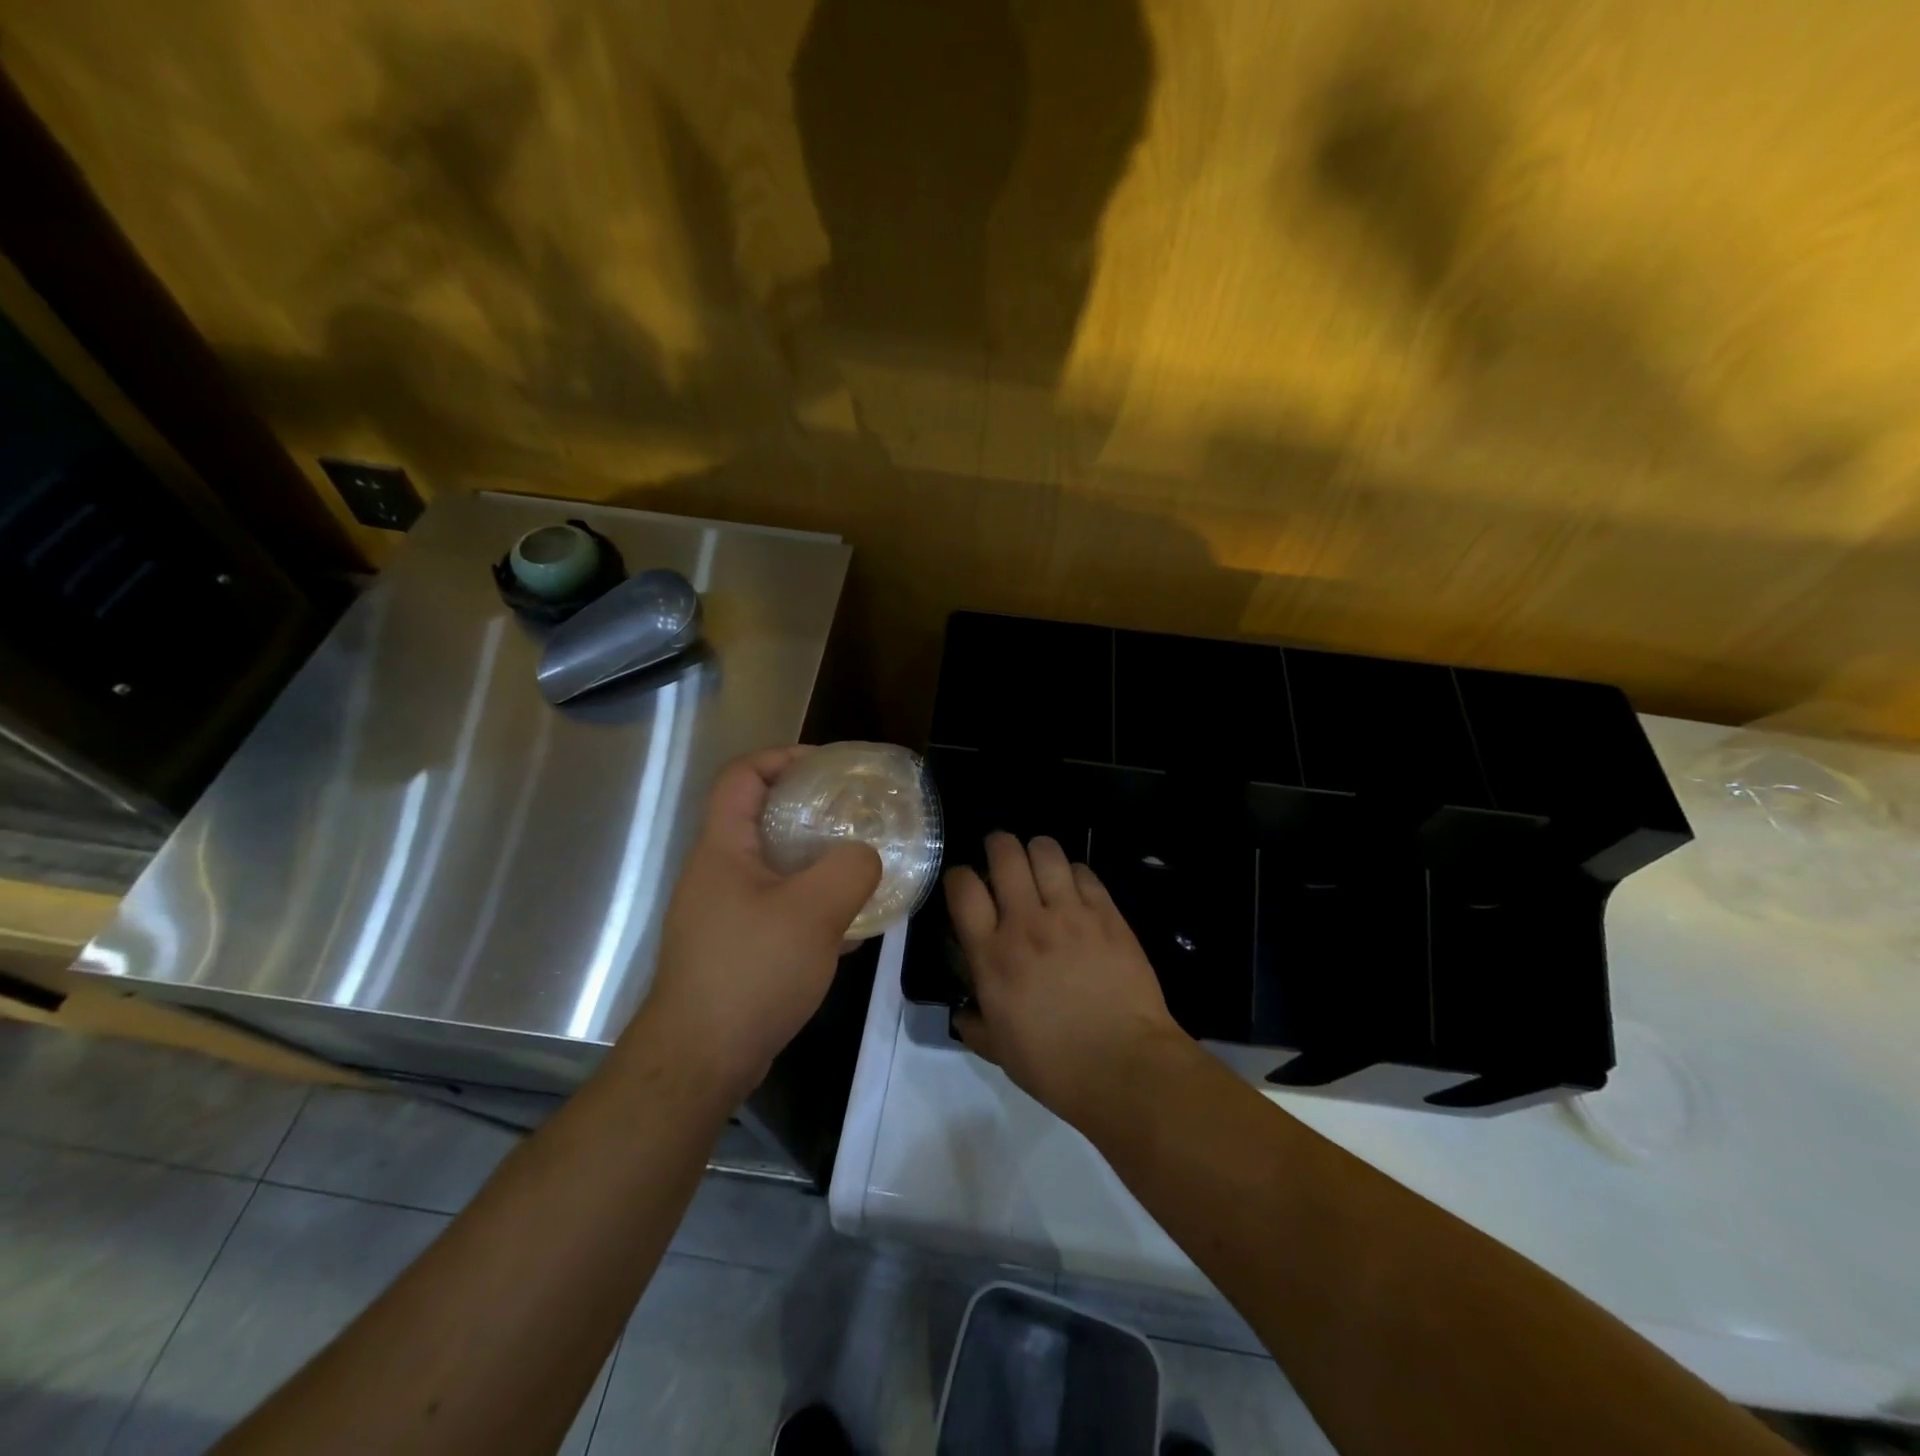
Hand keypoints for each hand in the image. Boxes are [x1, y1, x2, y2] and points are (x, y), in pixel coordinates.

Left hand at [637, 747, 881, 1102]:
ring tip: (861, 869)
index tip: (829, 768)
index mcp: (724, 848)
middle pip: (761, 819)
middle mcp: (717, 874)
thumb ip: (850, 869)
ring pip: (775, 868)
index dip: (783, 758)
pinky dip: (812, 906)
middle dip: (811, 811)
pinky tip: (849, 928)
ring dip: (817, 863)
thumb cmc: (751, 971)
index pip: (742, 776)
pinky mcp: (735, 949)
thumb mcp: (813, 911)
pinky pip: (779, 909)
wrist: (701, 1061)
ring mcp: (723, 914)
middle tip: (856, 818)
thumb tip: (866, 855)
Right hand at [947, 833, 1187, 1127]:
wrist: (1125, 1066)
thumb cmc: (1054, 1065)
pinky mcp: (1107, 914)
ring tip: (1037, 862)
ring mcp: (1070, 914)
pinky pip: (1085, 872)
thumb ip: (975, 1025)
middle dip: (997, 845)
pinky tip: (1075, 886)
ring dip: (1036, 850)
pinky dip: (1074, 872)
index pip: (963, 888)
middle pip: (1005, 853)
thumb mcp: (999, 1051)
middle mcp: (1026, 922)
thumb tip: (963, 1015)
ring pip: (1046, 852)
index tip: (963, 883)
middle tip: (1000, 856)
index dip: (958, 876)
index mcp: (992, 954)